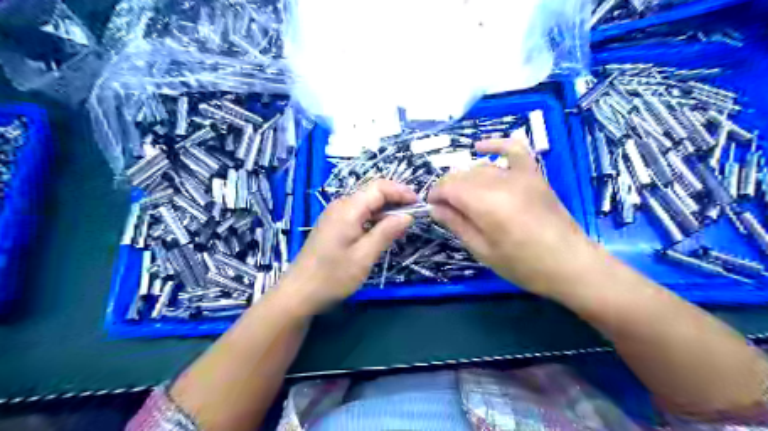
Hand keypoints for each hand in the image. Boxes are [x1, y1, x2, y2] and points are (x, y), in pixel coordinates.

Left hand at [281, 181, 416, 313]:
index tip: (419, 204)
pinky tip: (382, 231)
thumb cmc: (333, 276)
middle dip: (395, 200)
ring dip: (385, 210)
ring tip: (402, 224)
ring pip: (365, 204)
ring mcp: (334, 215)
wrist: (299, 293)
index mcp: (348, 209)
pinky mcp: (333, 225)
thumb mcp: (364, 256)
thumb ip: (386, 232)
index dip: (401, 192)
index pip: (379, 188)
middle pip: (372, 193)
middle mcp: (340, 205)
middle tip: (414, 215)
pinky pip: (358, 214)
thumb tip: (407, 216)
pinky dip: (374, 218)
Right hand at [430, 136, 594, 297]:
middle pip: (462, 175)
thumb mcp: (482, 250)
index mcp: (485, 203)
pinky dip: (495, 145)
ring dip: (466, 179)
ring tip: (464, 198)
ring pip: (480, 167)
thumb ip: (456, 224)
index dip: (435, 195)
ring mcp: (519, 175)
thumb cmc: (522, 264)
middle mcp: (500, 182)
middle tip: (448, 209)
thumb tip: (435, 208)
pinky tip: (480, 147)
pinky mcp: (534, 174)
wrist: (569, 263)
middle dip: (448, 189)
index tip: (432, 208)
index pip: (448, 186)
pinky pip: (513, 149)